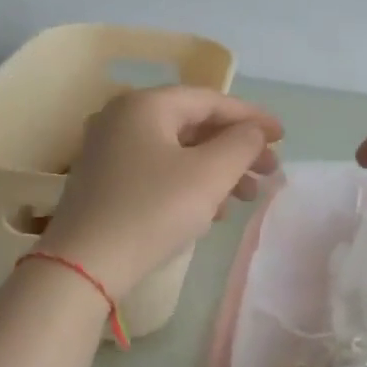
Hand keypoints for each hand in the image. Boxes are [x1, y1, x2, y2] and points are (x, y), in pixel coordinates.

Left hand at [41, 86, 281, 295]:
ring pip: (178, 151)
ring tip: (246, 197)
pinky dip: (190, 184)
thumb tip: (254, 131)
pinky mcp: (105, 182)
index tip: (283, 137)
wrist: (83, 266)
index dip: (252, 117)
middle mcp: (123, 118)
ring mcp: (110, 150)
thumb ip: (242, 144)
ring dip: (218, 170)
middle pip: (194, 125)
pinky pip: (159, 170)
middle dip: (237, 149)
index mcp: (146, 105)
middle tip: (269, 172)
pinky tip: (212, 212)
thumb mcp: (209, 174)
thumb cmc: (153, 210)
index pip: (211, 100)